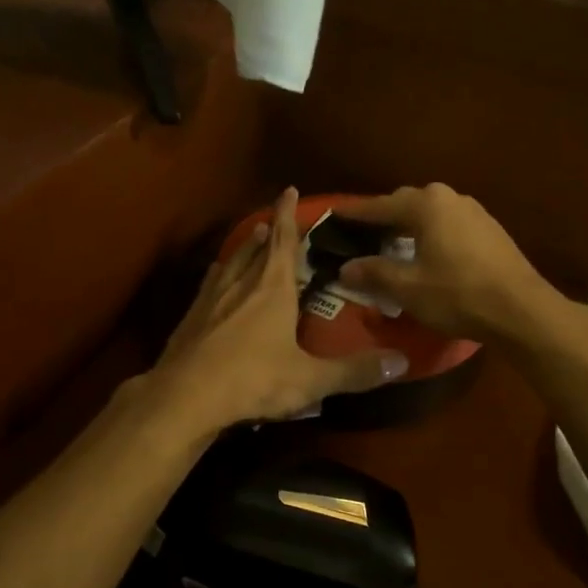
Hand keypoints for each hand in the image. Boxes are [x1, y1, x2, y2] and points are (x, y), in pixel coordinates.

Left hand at [146, 188, 410, 432]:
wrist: (185, 396)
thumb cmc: (253, 379)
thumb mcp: (311, 379)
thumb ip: (355, 371)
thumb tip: (402, 362)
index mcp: (272, 288)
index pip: (282, 239)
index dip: (286, 213)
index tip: (288, 190)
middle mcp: (240, 283)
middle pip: (255, 248)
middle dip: (266, 231)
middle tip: (271, 221)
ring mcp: (210, 299)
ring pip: (230, 263)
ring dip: (242, 250)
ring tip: (249, 241)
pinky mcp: (190, 318)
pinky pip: (209, 285)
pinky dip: (218, 276)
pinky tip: (215, 282)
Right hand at [331, 184, 561, 344]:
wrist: (521, 310)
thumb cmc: (458, 294)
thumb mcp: (408, 288)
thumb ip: (374, 273)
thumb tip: (345, 268)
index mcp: (426, 205)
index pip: (380, 206)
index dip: (355, 213)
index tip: (334, 215)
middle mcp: (450, 198)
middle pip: (407, 203)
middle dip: (384, 216)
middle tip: (362, 232)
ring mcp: (475, 212)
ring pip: (431, 213)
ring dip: (409, 225)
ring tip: (391, 243)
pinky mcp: (491, 231)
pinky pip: (449, 224)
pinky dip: (431, 233)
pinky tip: (427, 252)